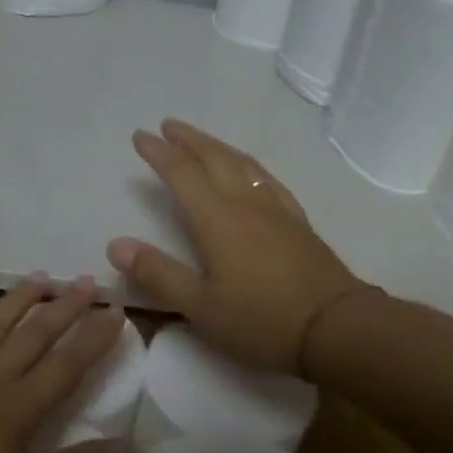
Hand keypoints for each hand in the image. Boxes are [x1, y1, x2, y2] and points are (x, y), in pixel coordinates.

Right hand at [107, 119, 366, 374]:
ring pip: (243, 164)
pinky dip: (249, 165)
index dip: (159, 153)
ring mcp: (276, 210)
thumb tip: (115, 245)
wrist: (337, 328)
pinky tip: (251, 171)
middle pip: (214, 158)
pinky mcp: (298, 222)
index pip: (182, 174)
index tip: (141, 136)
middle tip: (168, 125)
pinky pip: (268, 179)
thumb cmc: (262, 321)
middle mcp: (246, 203)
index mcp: (218, 219)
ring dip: (218, 146)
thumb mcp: (201, 307)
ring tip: (203, 140)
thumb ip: (158, 274)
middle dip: (189, 139)